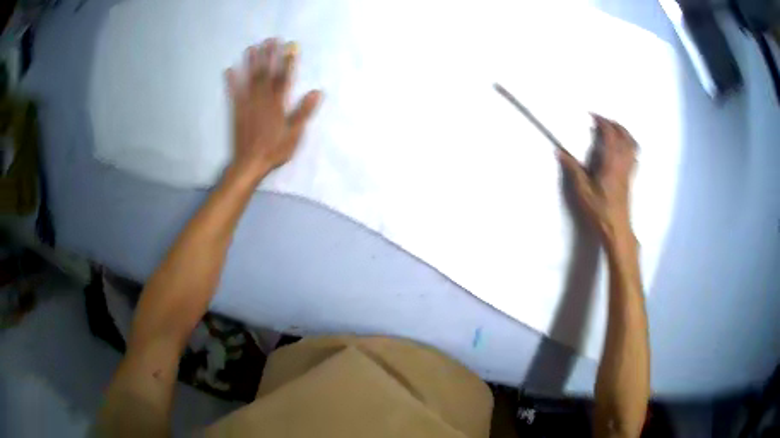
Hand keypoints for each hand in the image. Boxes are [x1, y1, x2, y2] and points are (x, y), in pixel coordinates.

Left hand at [225, 38, 321, 179]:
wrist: (249, 164)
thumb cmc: (275, 150)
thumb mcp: (295, 134)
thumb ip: (304, 112)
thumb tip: (317, 92)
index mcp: (278, 104)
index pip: (285, 78)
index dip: (288, 62)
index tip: (291, 47)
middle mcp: (262, 100)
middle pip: (267, 74)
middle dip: (269, 56)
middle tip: (271, 39)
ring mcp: (248, 104)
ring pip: (250, 79)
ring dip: (251, 63)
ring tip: (252, 47)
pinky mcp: (237, 111)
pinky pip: (233, 93)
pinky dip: (231, 81)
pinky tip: (229, 70)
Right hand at [557, 114, 637, 238]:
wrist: (616, 228)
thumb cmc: (599, 210)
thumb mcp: (582, 191)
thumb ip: (573, 169)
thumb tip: (560, 152)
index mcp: (611, 162)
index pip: (611, 134)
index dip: (602, 122)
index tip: (592, 116)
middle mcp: (623, 162)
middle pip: (625, 136)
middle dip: (615, 124)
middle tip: (603, 121)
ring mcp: (629, 170)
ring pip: (632, 144)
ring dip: (624, 133)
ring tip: (614, 130)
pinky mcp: (631, 178)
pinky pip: (634, 155)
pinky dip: (630, 145)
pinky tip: (623, 149)